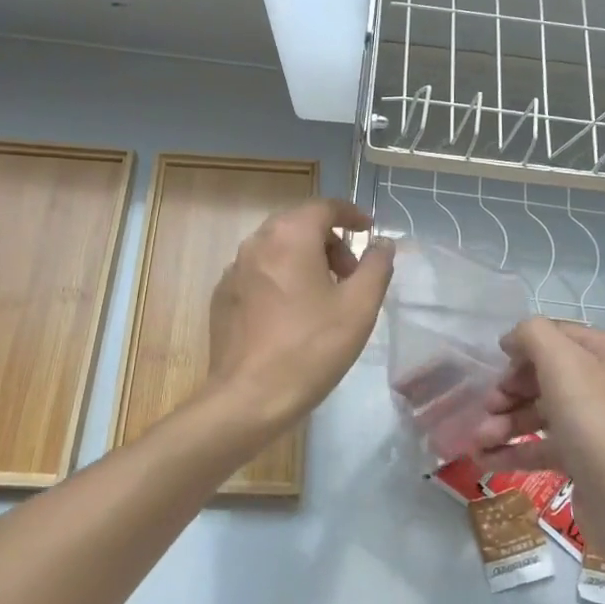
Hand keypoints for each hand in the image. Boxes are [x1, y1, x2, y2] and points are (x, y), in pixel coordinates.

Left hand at [204, 199, 394, 431]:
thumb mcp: (359, 306)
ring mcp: (233, 271)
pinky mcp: (222, 297)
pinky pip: (259, 274)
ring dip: (305, 260)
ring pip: (277, 250)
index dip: (351, 214)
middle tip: (351, 274)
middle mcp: (256, 243)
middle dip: (329, 241)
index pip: (324, 207)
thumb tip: (382, 243)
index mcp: (289, 236)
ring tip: (325, 297)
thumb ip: (376, 266)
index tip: (369, 229)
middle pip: (299, 225)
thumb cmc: (312, 347)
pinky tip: (293, 315)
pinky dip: (282, 279)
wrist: (250, 396)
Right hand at [472, 319, 604, 566]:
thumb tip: (513, 340)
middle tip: (487, 405)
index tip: (493, 364)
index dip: (523, 347)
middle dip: (510, 390)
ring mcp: (598, 426)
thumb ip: (533, 335)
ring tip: (478, 440)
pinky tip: (484, 459)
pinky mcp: (587, 462)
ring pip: (542, 413)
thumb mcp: (563, 363)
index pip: (558, 336)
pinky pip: (544, 447)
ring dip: (506, 422)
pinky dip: (514, 450)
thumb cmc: (598, 423)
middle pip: (546, 376)